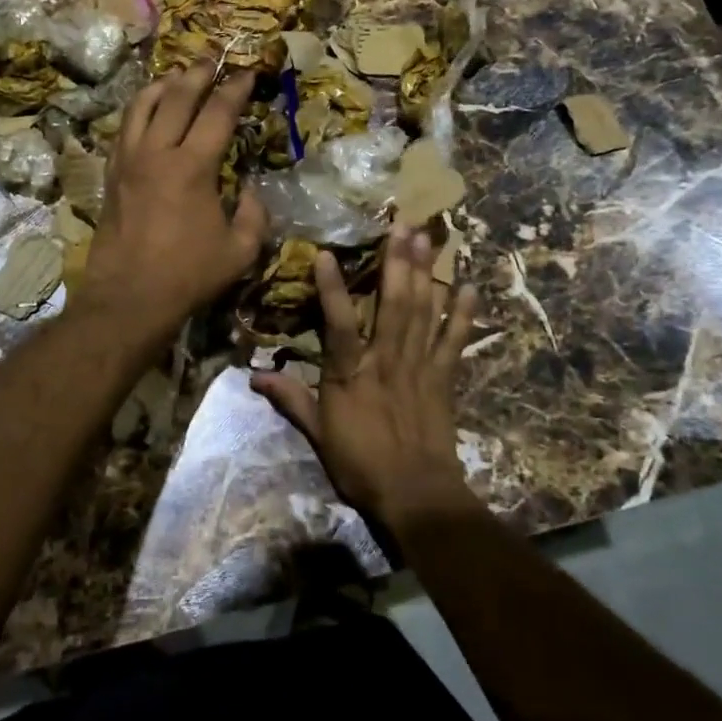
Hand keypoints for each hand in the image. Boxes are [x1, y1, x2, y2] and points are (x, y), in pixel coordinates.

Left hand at [79, 66, 268, 337]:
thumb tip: (249, 190)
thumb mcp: (240, 250)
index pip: (218, 113)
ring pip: (141, 106)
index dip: (236, 89)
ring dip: (162, 85)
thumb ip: (253, 214)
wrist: (129, 298)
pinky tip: (146, 111)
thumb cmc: (188, 276)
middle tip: (212, 59)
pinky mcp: (112, 175)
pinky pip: (124, 129)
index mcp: (192, 167)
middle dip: (198, 74)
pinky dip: (138, 111)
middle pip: (177, 97)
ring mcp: (128, 161)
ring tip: (177, 76)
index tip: (248, 72)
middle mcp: (157, 153)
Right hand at [252, 226, 480, 535]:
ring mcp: (419, 366)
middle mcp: (386, 360)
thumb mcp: (318, 434)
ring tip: (429, 238)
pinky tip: (468, 285)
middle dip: (398, 261)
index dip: (332, 289)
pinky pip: (455, 340)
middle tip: (403, 224)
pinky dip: (463, 313)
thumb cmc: (361, 465)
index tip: (327, 254)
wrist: (416, 495)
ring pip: (424, 311)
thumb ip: (291, 400)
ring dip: (426, 273)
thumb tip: (253, 377)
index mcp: (350, 374)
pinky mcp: (444, 377)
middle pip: (394, 304)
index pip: (338, 324)